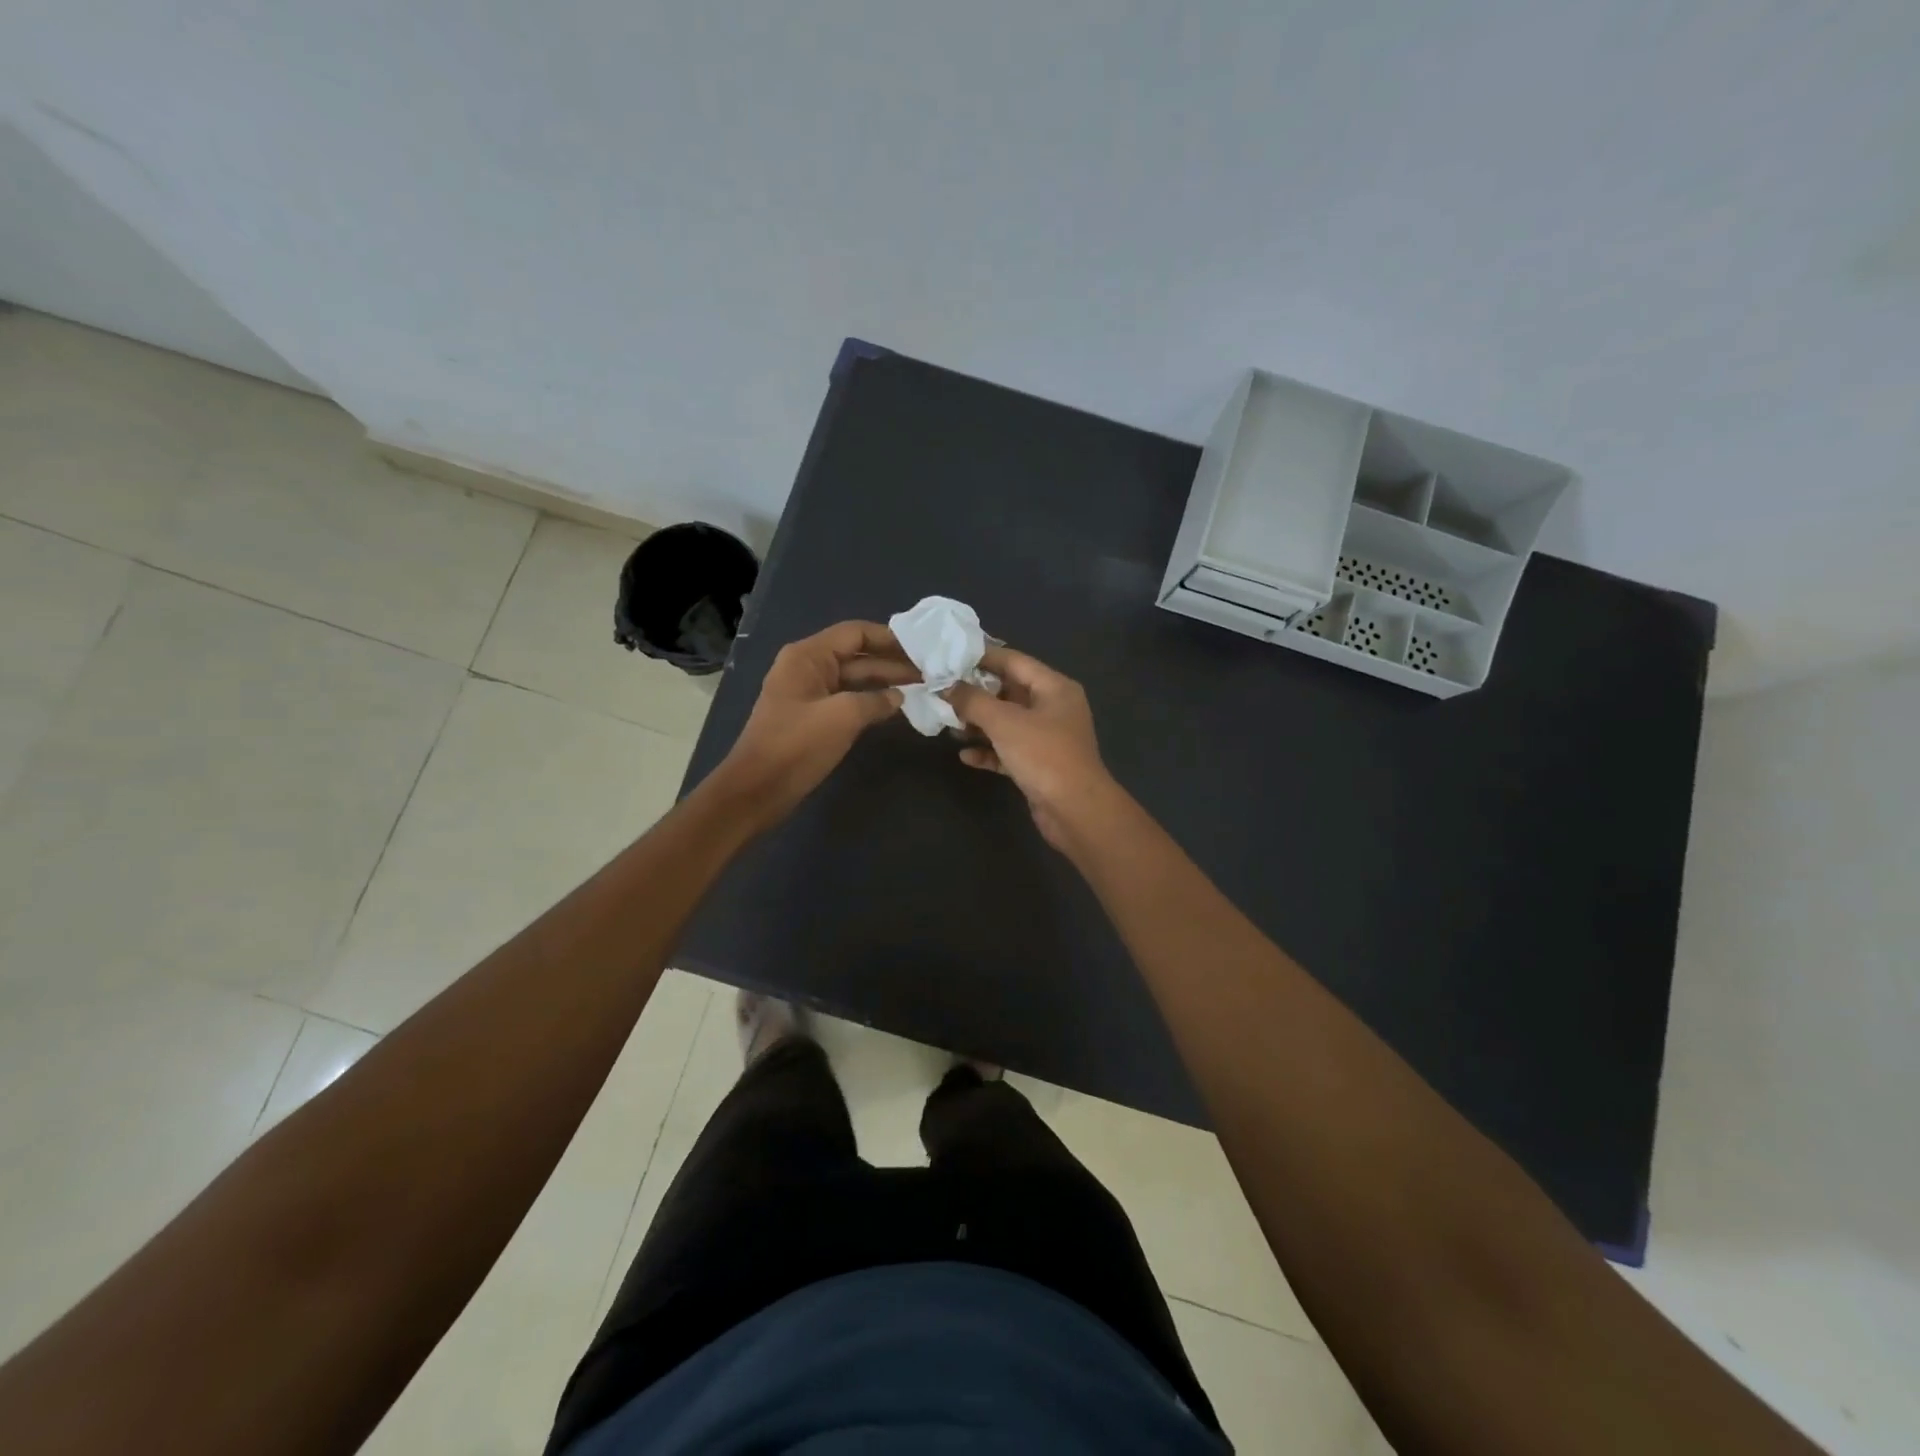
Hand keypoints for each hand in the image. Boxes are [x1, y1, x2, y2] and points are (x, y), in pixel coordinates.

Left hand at [714, 621, 915, 827]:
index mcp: (808, 656)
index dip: (889, 638)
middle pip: (856, 655)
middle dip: (891, 662)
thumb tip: (899, 697)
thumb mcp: (842, 716)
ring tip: (921, 688)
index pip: (855, 633)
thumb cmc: (797, 745)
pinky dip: (871, 700)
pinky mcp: (812, 717)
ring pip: (854, 679)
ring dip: (884, 682)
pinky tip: (896, 707)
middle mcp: (807, 667)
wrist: (758, 789)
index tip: (921, 648)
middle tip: (929, 672)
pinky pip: (847, 699)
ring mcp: (809, 693)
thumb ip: (876, 700)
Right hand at [944, 647, 1119, 851]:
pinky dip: (988, 751)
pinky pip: (1008, 750)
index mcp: (1054, 687)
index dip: (981, 657)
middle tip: (942, 692)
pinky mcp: (1039, 765)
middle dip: (976, 694)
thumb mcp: (1004, 722)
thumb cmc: (1043, 755)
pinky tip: (965, 756)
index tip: (949, 657)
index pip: (1014, 661)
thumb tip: (948, 687)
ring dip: (978, 724)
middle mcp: (1053, 708)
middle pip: (1008, 691)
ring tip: (948, 724)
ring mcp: (1047, 738)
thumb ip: (973, 701)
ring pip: (1006, 723)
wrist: (1075, 810)